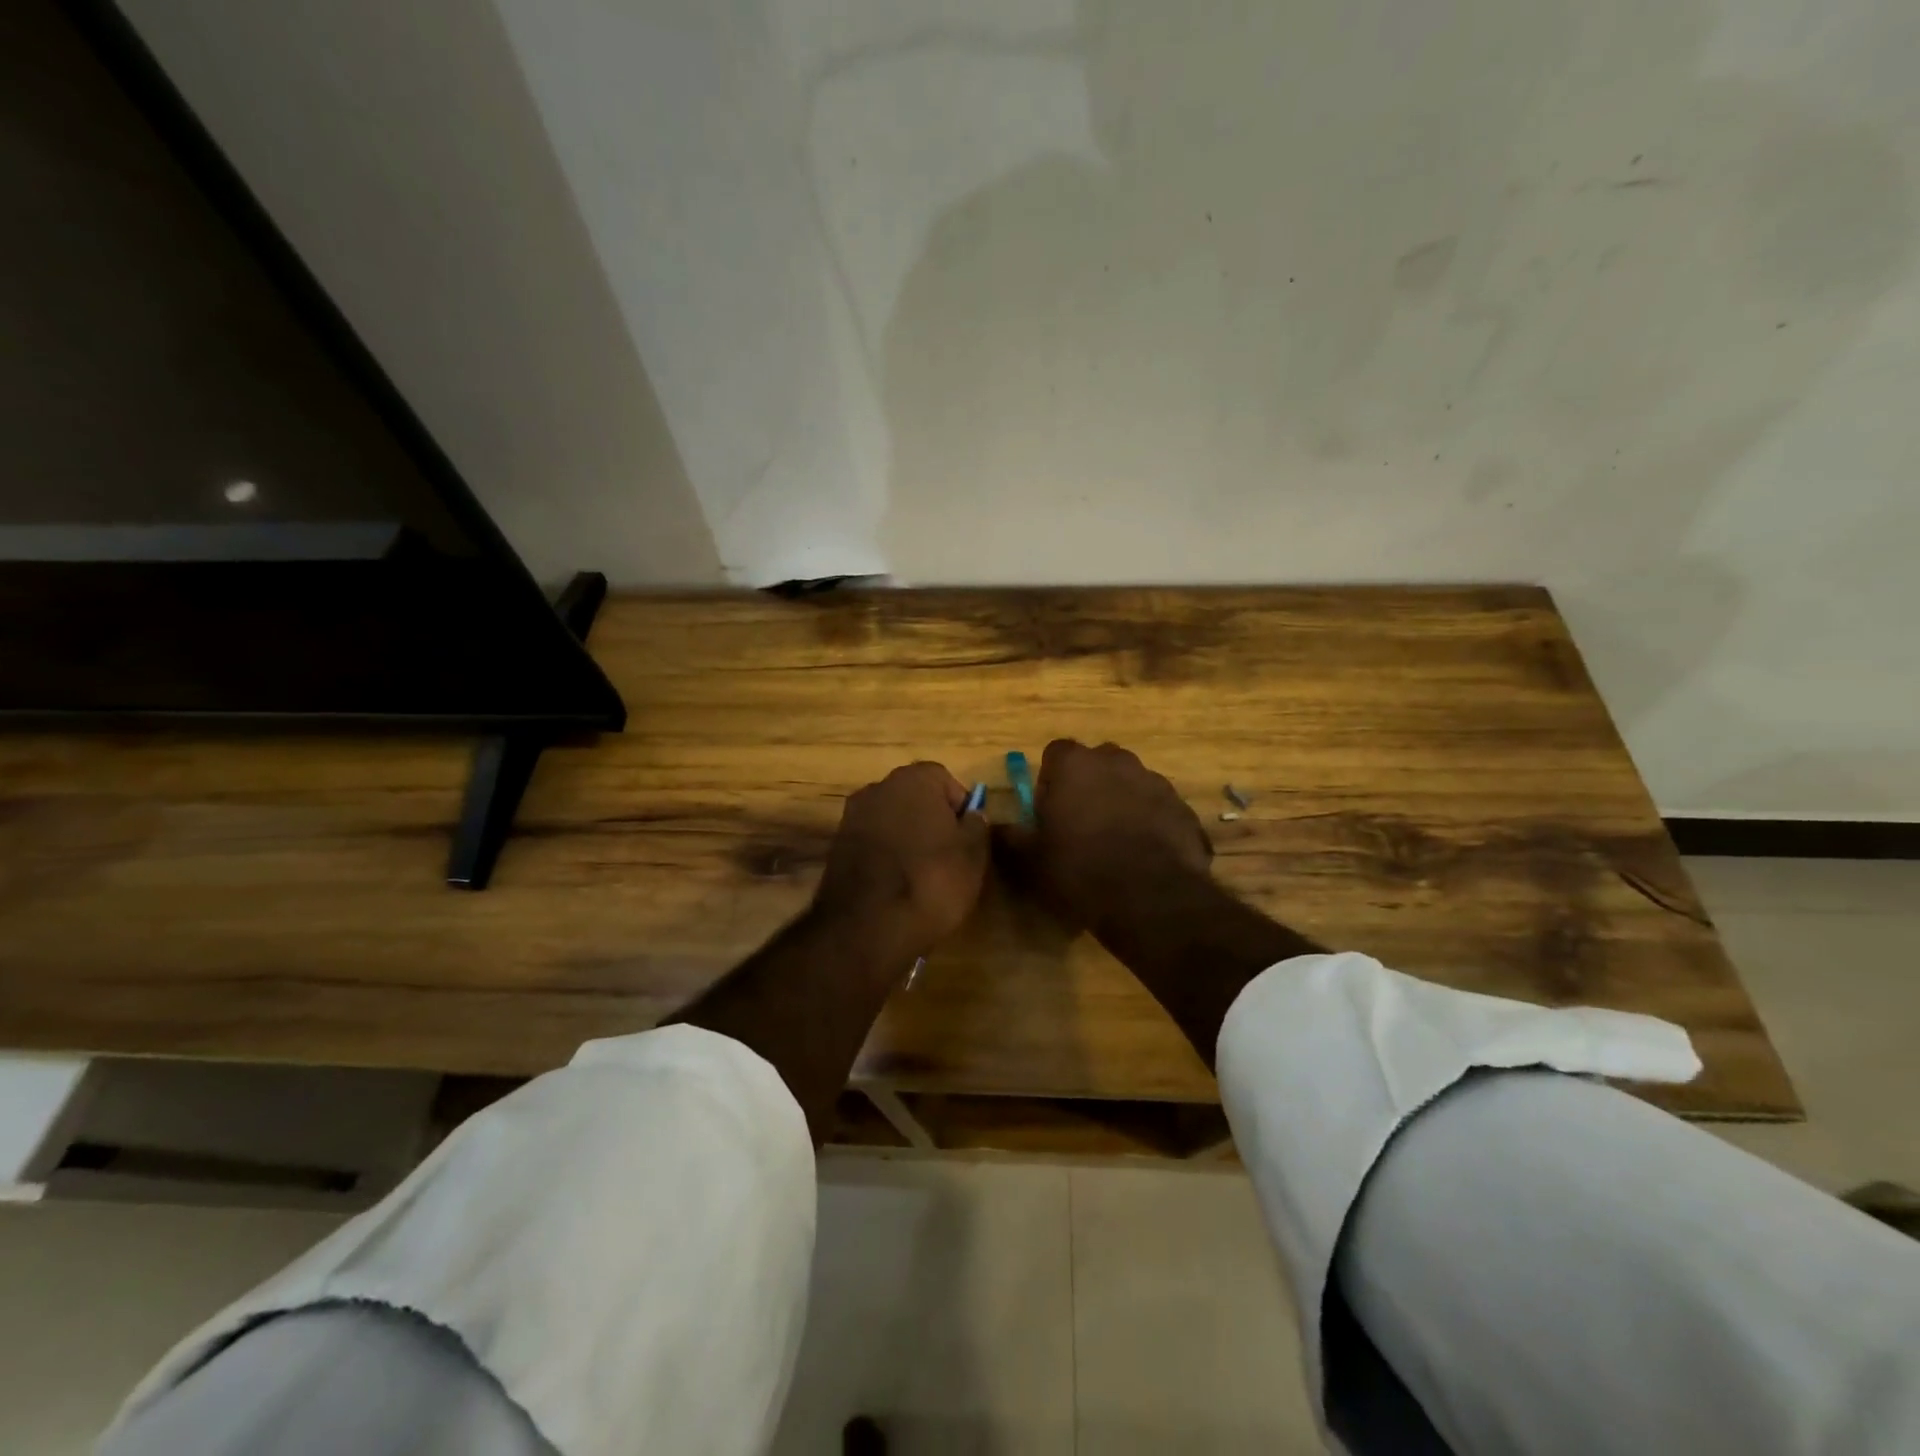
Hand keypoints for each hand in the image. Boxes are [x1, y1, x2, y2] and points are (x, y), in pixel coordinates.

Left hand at [814, 762, 989, 954]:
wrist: (867, 927)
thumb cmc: (931, 881)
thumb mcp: (973, 855)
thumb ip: (976, 825)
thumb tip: (970, 815)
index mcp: (913, 779)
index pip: (945, 780)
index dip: (960, 807)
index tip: (967, 838)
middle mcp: (878, 788)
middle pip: (915, 798)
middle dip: (932, 821)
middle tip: (948, 857)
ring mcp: (852, 816)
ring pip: (892, 820)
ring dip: (907, 838)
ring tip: (922, 876)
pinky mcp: (837, 846)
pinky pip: (873, 842)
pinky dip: (886, 856)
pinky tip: (896, 885)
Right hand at [997, 740, 1212, 930]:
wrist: (1151, 899)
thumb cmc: (1079, 870)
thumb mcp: (1030, 860)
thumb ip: (1009, 837)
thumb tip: (993, 826)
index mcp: (1075, 765)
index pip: (1056, 753)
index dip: (1050, 779)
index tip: (1049, 810)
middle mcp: (1117, 761)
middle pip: (1097, 763)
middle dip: (1088, 785)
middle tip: (1080, 824)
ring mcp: (1155, 782)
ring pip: (1131, 783)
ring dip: (1121, 802)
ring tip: (1115, 843)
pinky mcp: (1183, 809)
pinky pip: (1159, 809)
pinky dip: (1151, 823)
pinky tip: (1145, 856)